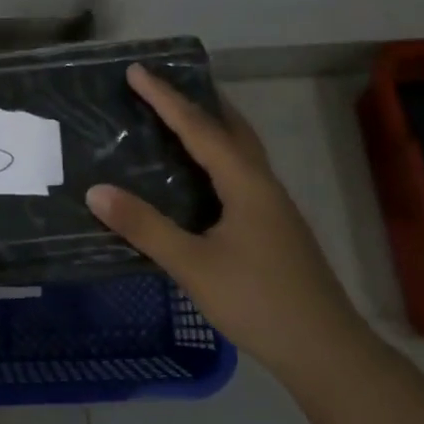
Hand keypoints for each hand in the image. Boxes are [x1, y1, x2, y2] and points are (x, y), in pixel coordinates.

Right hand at [86, 65, 364, 381]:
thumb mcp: (193, 265)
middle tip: (163, 84)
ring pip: (240, 150)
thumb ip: (145, 227)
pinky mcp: (275, 227)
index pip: (198, 127)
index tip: (137, 70)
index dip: (165, 97)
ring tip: (180, 117)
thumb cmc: (258, 302)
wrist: (327, 352)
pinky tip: (203, 176)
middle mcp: (262, 184)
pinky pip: (242, 171)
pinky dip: (218, 154)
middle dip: (197, 101)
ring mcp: (273, 206)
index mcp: (245, 182)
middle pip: (230, 127)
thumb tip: (96, 190)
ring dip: (212, 126)